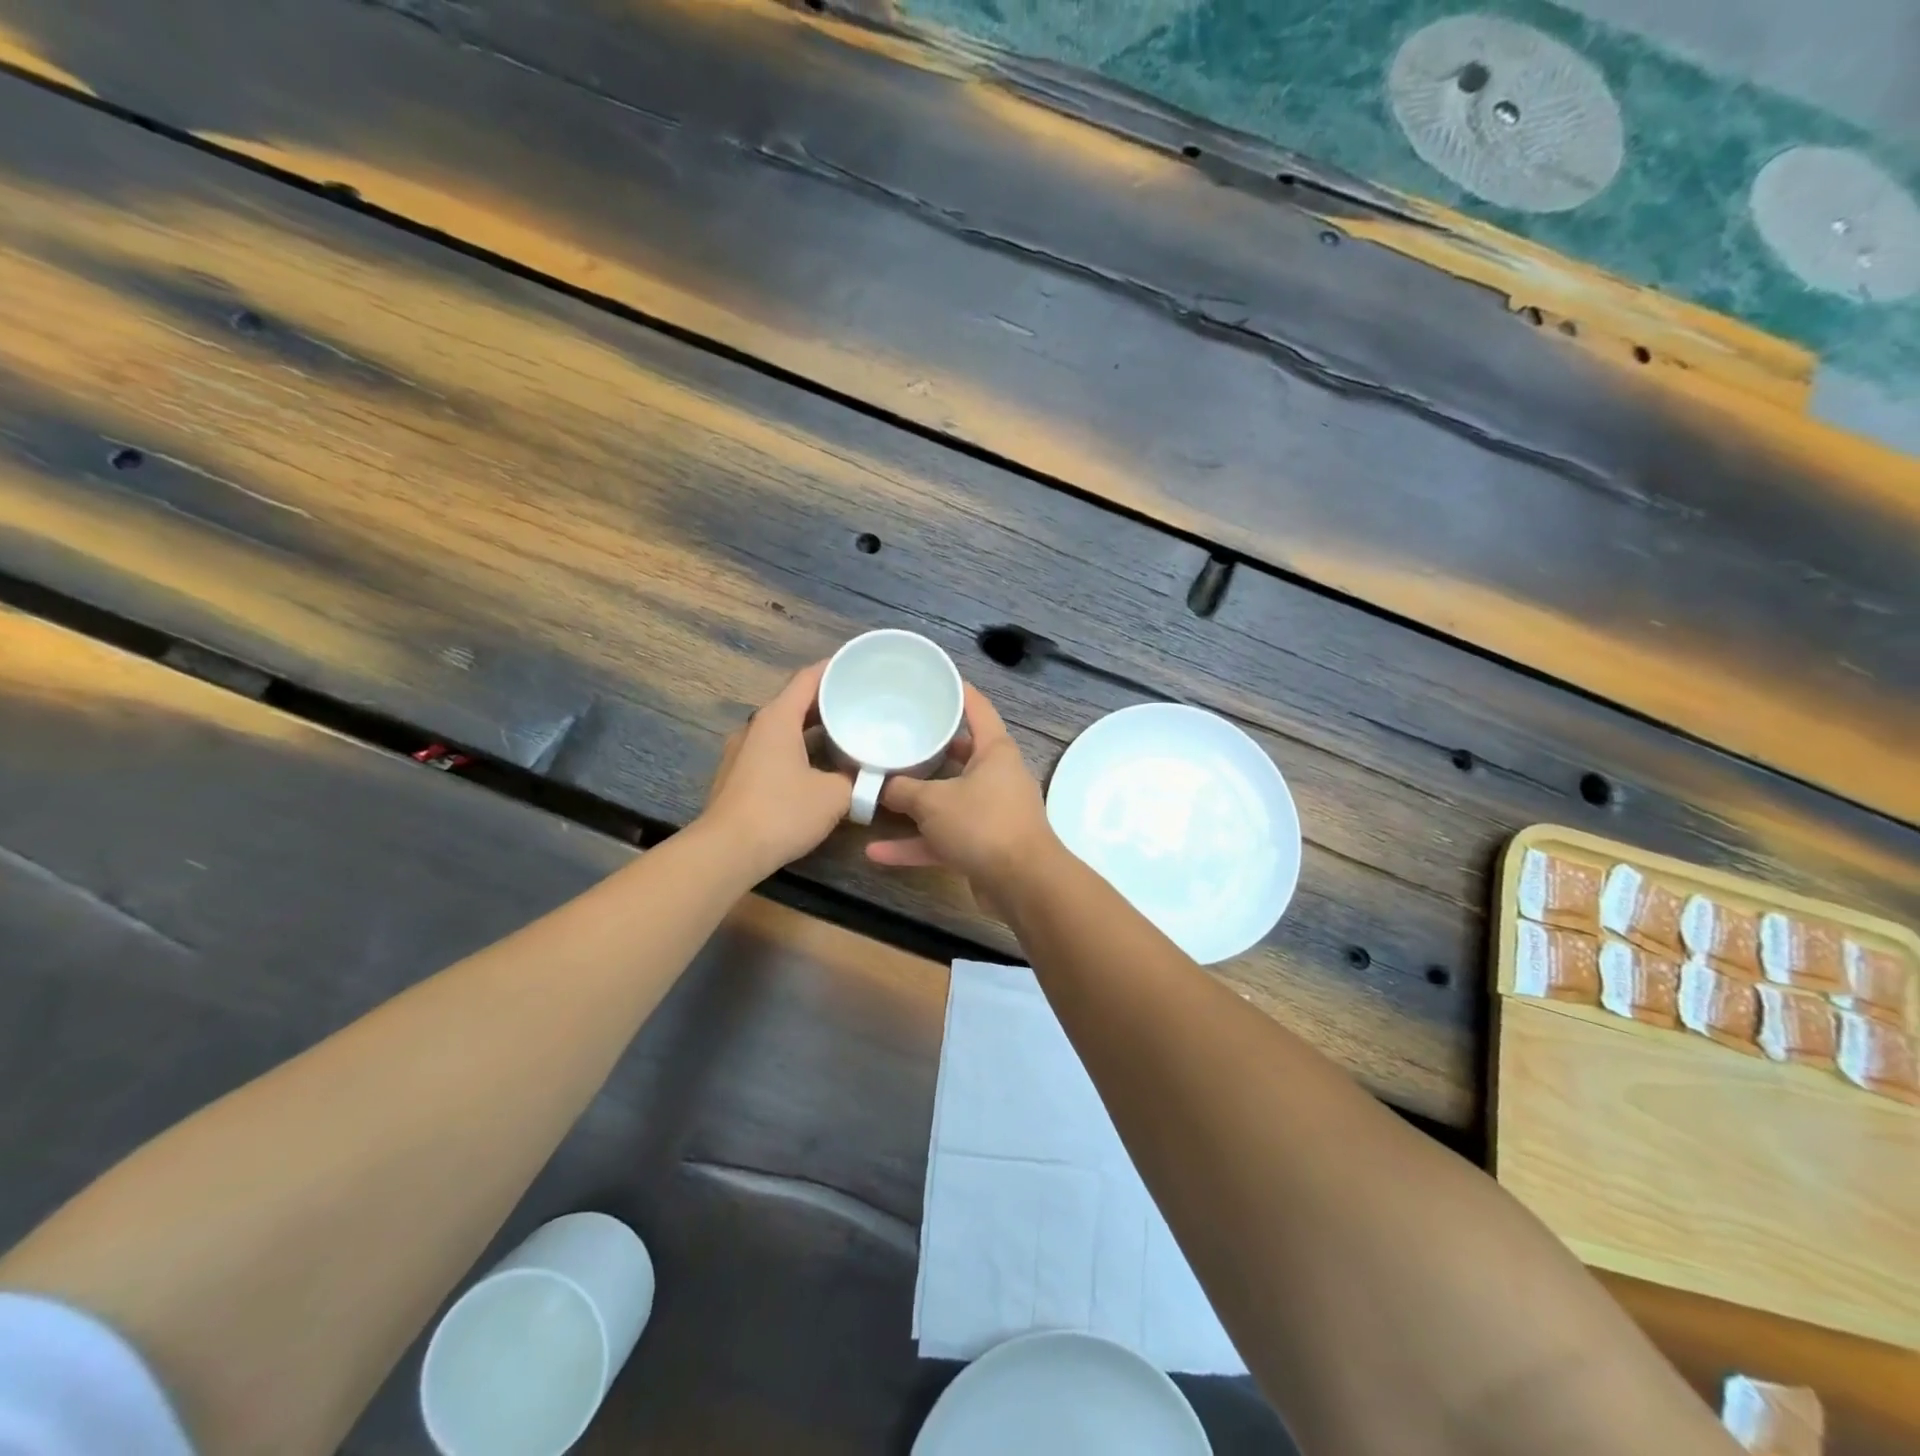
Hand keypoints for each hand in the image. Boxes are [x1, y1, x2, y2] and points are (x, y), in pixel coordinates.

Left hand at [700, 661, 851, 879]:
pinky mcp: (737, 776)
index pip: (807, 679)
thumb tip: (868, 777)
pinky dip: (797, 750)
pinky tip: (817, 767)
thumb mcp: (834, 796)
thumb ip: (855, 780)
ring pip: (782, 729)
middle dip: (827, 702)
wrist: (727, 851)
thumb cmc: (782, 812)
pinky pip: (772, 751)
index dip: (833, 668)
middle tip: (860, 703)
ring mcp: (741, 752)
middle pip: (794, 703)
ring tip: (843, 734)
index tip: (858, 666)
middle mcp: (755, 727)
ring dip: (811, 729)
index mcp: (777, 719)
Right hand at [866, 683, 1055, 907]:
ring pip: (948, 801)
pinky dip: (916, 844)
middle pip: (960, 755)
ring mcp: (991, 813)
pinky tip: (877, 852)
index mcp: (995, 751)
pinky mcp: (983, 846)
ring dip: (915, 804)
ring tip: (878, 795)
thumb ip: (902, 790)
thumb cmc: (983, 824)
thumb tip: (880, 785)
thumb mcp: (933, 802)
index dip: (957, 691)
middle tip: (897, 736)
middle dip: (929, 749)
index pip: (977, 708)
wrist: (1023, 884)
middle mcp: (996, 777)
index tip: (934, 678)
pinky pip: (944, 838)